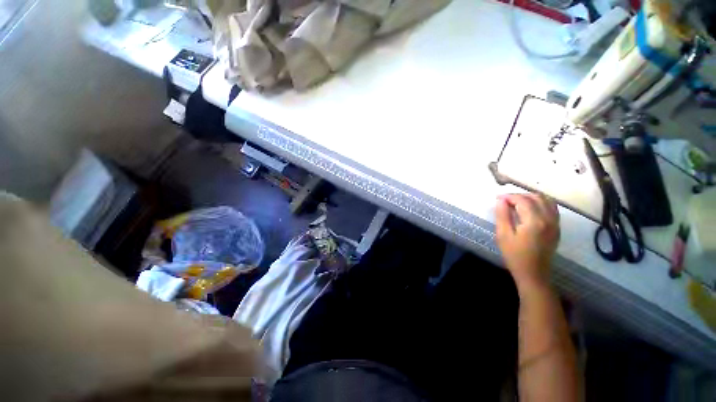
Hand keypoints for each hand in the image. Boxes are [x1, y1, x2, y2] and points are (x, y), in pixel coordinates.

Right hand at [495, 193, 559, 290]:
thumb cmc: (514, 255)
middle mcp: (548, 219)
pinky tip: (530, 209)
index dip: (509, 196)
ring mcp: (555, 223)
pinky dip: (541, 203)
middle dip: (519, 195)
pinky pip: (552, 208)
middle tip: (505, 201)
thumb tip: (500, 200)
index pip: (522, 200)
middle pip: (536, 197)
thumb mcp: (503, 235)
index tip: (497, 199)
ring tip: (517, 203)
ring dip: (531, 198)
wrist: (533, 273)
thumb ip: (502, 215)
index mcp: (534, 221)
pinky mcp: (557, 228)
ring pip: (546, 200)